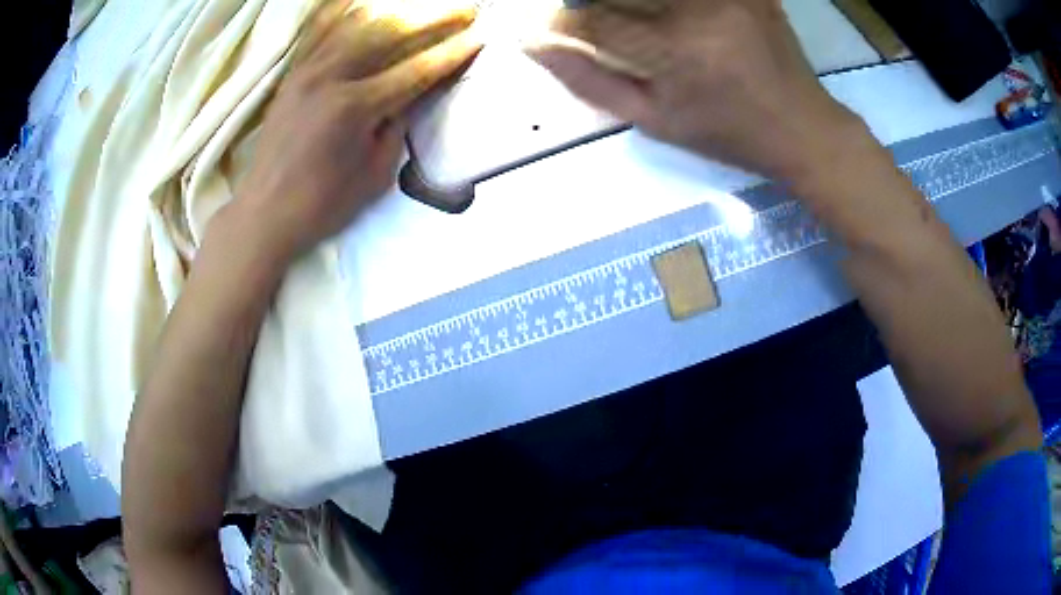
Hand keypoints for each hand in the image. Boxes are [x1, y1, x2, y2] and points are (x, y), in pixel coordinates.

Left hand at [236, 0, 481, 258]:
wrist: (264, 213)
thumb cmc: (322, 204)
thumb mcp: (375, 175)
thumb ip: (397, 127)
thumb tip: (411, 96)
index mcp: (355, 108)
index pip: (416, 70)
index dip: (452, 53)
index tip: (479, 38)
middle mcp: (330, 77)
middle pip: (390, 32)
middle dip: (433, 17)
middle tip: (464, 9)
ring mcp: (306, 70)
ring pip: (356, 22)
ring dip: (395, 9)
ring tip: (420, 6)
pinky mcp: (292, 74)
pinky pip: (319, 30)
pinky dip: (343, 10)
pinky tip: (360, 1)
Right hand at [525, 0, 865, 184]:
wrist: (802, 127)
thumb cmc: (727, 133)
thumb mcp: (655, 121)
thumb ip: (590, 81)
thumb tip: (536, 47)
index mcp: (674, 52)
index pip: (592, 20)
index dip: (561, 22)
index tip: (552, 29)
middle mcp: (699, 10)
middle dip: (588, 1)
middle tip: (588, 17)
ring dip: (628, 0)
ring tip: (629, 18)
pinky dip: (670, 0)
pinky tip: (670, 15)